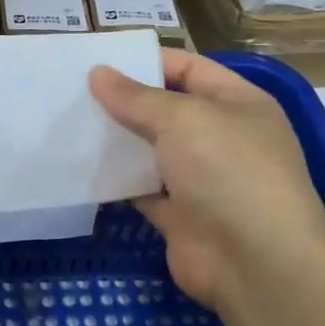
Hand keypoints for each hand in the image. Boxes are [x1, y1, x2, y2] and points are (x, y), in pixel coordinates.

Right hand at [89, 49, 324, 311]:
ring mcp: (201, 178)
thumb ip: (136, 97)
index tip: (98, 59)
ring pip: (150, 149)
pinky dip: (115, 179)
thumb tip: (98, 73)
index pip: (188, 68)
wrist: (256, 265)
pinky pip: (140, 188)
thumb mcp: (183, 119)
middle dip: (123, 100)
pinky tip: (79, 164)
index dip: (146, 60)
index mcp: (238, 103)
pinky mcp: (180, 214)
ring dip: (115, 139)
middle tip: (72, 89)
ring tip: (67, 121)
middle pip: (165, 109)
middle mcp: (221, 137)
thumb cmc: (229, 172)